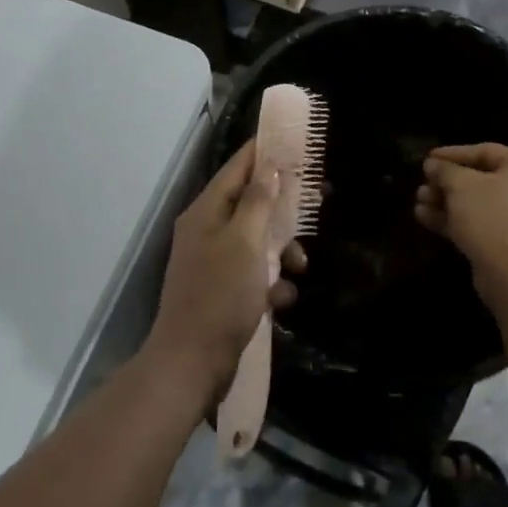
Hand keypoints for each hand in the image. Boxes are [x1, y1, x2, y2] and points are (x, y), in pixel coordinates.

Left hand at [147, 142, 305, 400]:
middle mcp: (207, 230)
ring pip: (257, 240)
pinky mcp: (222, 291)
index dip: (264, 152)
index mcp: (206, 212)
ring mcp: (213, 262)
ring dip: (282, 250)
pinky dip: (271, 282)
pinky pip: (254, 273)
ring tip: (299, 267)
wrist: (192, 365)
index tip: (293, 141)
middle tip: (316, 200)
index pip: (238, 168)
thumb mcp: (245, 243)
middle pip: (251, 203)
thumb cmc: (220, 296)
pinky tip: (281, 300)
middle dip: (282, 207)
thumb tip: (269, 168)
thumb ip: (258, 202)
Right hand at [414, 144, 507, 292]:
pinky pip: (481, 222)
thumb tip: (433, 165)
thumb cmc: (490, 214)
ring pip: (478, 203)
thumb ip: (444, 169)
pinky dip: (456, 219)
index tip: (427, 158)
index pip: (485, 151)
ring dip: (446, 201)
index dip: (452, 154)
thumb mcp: (460, 184)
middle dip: (446, 182)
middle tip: (422, 183)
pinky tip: (425, 217)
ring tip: (419, 201)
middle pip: (481, 179)